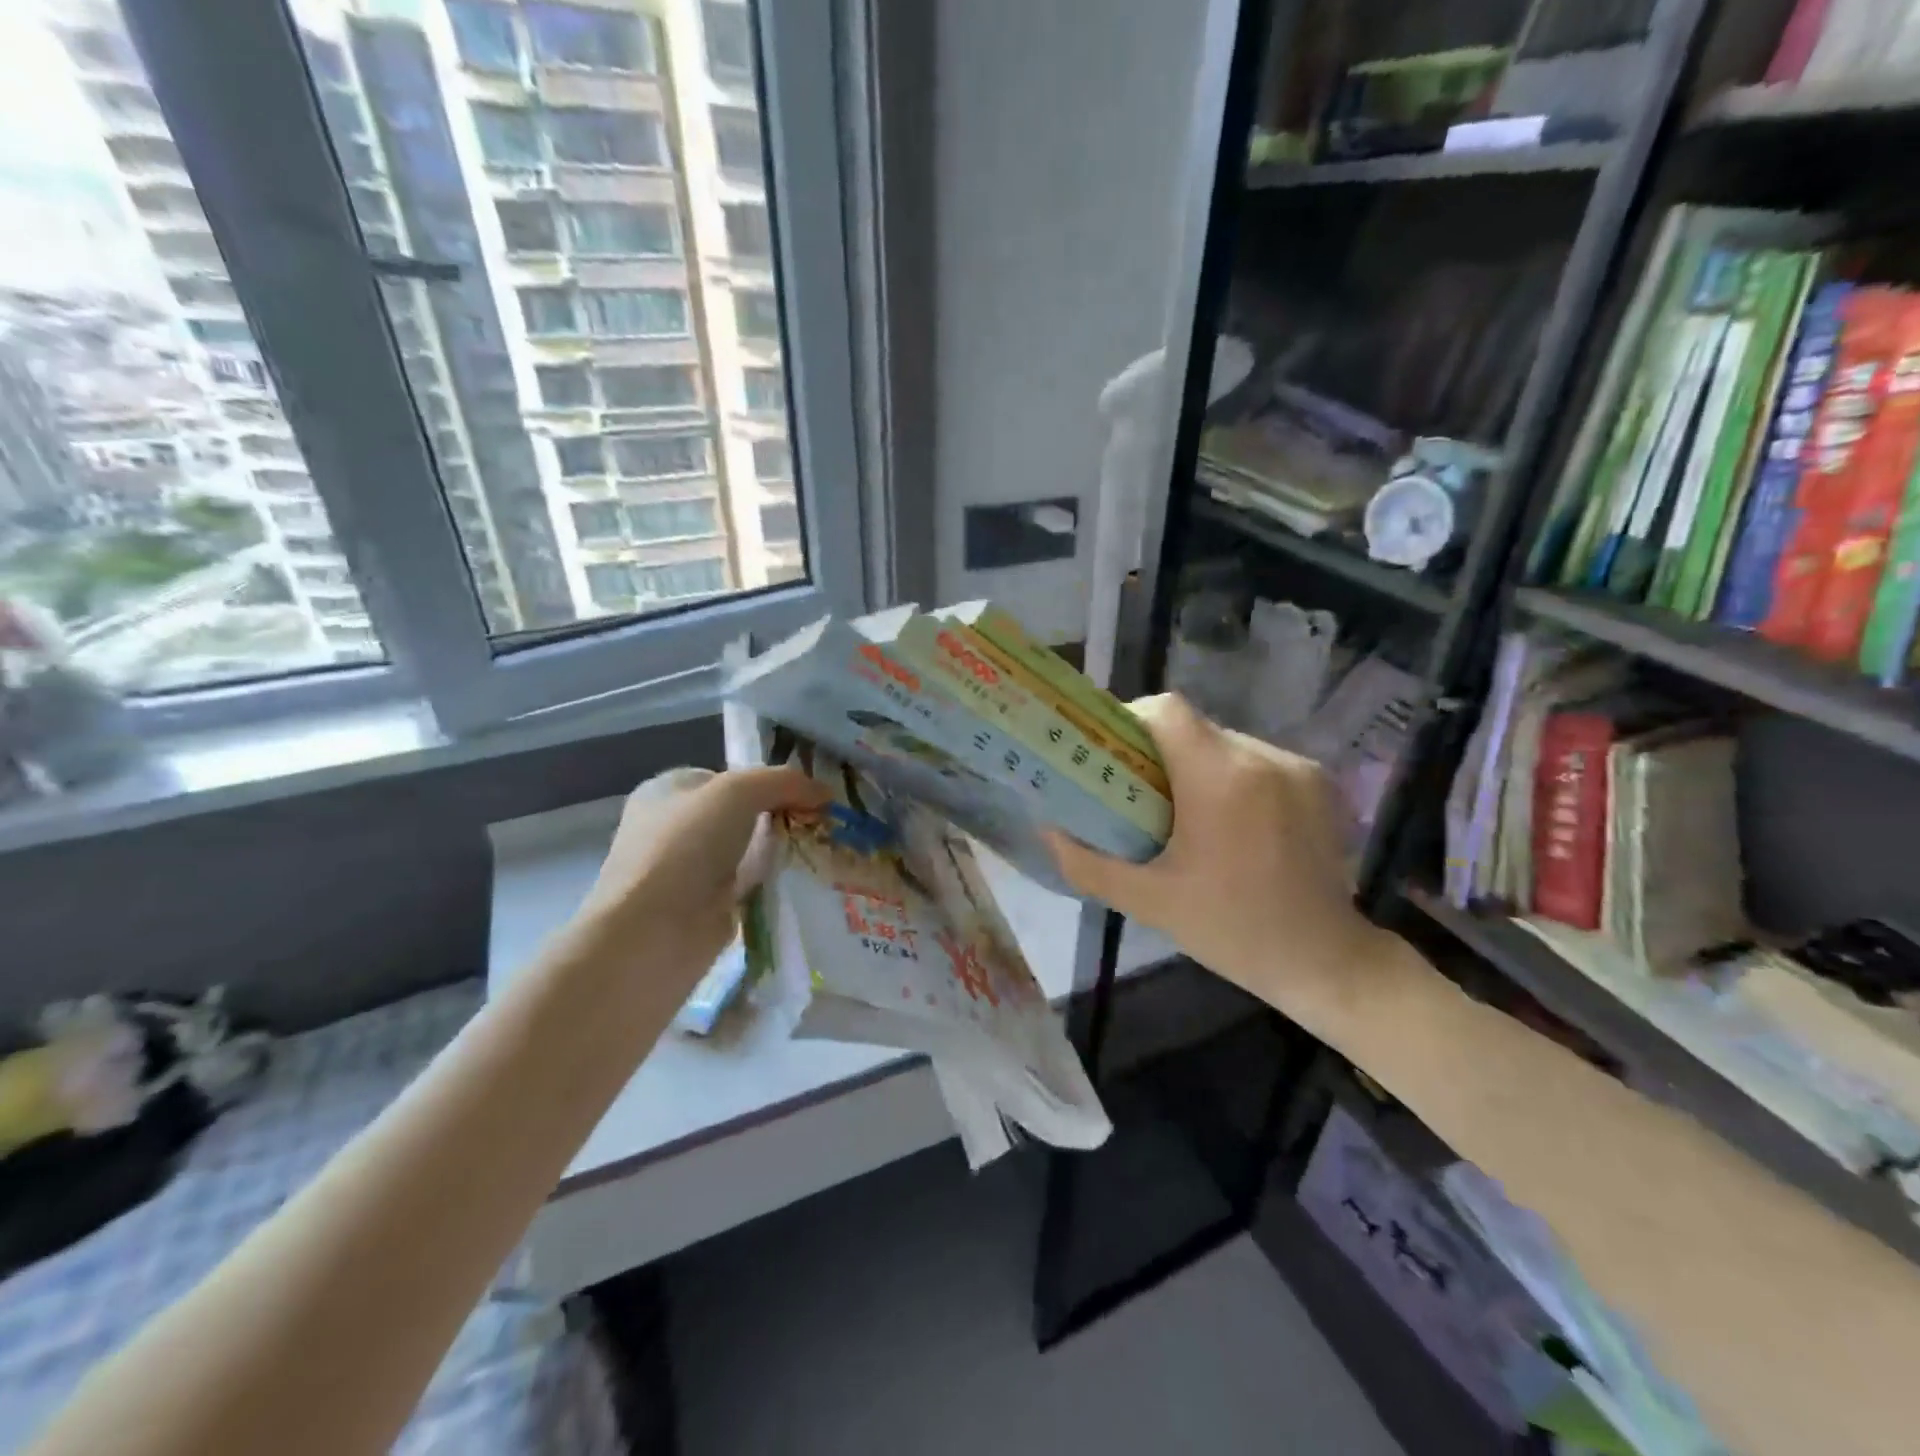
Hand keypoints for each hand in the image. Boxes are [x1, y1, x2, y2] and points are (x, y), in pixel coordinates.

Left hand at [579, 765, 827, 971]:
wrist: (654, 933)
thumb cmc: (685, 847)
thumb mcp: (737, 792)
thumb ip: (783, 782)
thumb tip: (824, 791)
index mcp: (666, 792)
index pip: (726, 778)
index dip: (766, 781)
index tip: (808, 792)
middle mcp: (673, 829)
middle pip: (741, 815)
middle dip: (779, 817)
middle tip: (823, 822)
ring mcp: (688, 872)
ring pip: (748, 852)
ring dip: (781, 853)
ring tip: (825, 850)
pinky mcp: (706, 909)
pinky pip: (751, 887)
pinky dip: (774, 886)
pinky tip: (806, 883)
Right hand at [1044, 695, 1396, 1033]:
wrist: (1327, 962)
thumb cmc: (1231, 931)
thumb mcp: (1149, 902)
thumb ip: (1088, 863)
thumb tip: (1046, 828)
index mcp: (1219, 780)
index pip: (1166, 712)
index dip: (1130, 721)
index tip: (1111, 755)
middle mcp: (1262, 758)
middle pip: (1193, 728)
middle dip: (1159, 752)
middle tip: (1138, 793)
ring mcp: (1297, 767)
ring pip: (1225, 742)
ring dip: (1198, 766)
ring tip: (1185, 814)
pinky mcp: (1319, 781)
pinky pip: (1257, 761)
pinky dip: (1233, 778)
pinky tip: (1230, 823)